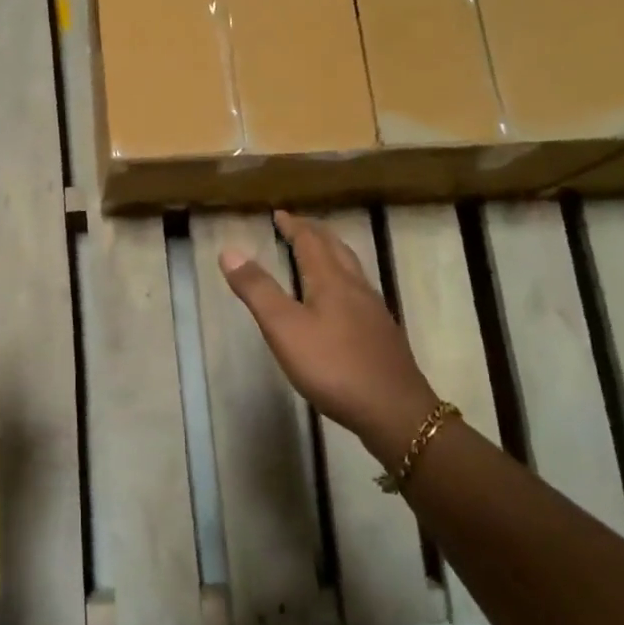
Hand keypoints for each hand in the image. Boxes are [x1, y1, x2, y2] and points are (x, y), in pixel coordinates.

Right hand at [219, 211, 439, 464]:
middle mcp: (356, 288)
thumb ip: (257, 290)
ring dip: (332, 253)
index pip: (311, 242)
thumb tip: (230, 251)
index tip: (279, 214)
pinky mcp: (381, 333)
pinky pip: (359, 290)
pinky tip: (341, 299)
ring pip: (352, 269)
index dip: (294, 226)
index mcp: (331, 281)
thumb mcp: (284, 329)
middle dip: (315, 234)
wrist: (394, 411)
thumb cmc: (333, 367)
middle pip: (336, 249)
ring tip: (318, 252)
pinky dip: (342, 278)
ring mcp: (373, 311)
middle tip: (297, 226)